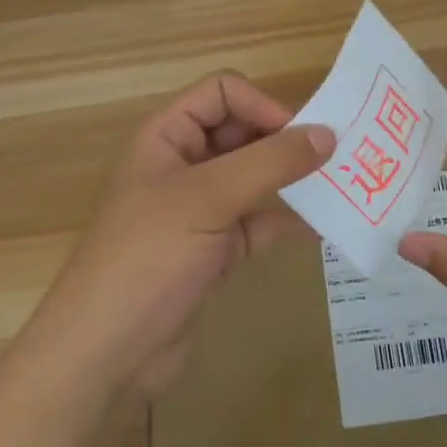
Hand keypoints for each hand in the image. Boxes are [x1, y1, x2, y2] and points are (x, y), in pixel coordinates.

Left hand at [30, 73, 333, 398]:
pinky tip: (322, 228)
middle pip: (241, 132)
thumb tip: (327, 134)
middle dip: (284, 141)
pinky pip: (257, 223)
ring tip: (340, 186)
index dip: (262, 105)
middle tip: (336, 157)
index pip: (222, 93)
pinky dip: (285, 222)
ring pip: (253, 179)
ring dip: (291, 181)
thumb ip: (269, 162)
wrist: (106, 353)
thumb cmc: (149, 256)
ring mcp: (198, 209)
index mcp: (166, 137)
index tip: (302, 135)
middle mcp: (182, 165)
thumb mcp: (208, 197)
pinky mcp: (213, 250)